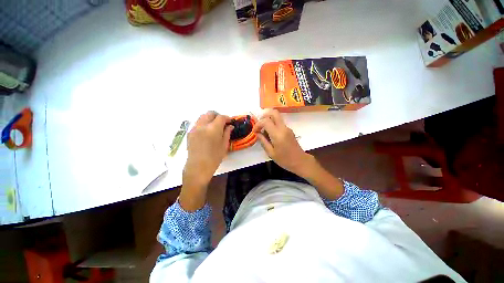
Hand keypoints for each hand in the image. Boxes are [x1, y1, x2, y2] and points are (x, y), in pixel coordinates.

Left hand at [181, 111, 232, 205]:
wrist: (198, 167)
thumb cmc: (214, 158)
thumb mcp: (224, 145)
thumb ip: (227, 133)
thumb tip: (230, 126)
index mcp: (213, 129)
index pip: (221, 117)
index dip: (227, 118)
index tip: (230, 121)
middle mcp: (202, 125)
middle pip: (210, 113)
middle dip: (218, 116)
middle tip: (223, 123)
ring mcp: (194, 128)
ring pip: (202, 117)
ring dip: (210, 118)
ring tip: (215, 127)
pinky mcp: (190, 133)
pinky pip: (198, 123)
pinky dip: (204, 123)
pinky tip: (207, 132)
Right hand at [253, 109, 313, 176]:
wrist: (300, 161)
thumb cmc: (284, 159)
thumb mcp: (271, 153)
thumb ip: (263, 141)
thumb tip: (257, 133)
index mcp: (278, 134)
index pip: (266, 121)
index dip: (258, 124)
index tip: (255, 131)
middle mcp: (283, 128)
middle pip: (274, 112)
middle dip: (264, 115)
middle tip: (259, 124)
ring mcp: (287, 128)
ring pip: (277, 117)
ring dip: (268, 120)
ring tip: (263, 131)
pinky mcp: (289, 130)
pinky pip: (279, 123)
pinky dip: (273, 124)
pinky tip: (270, 134)